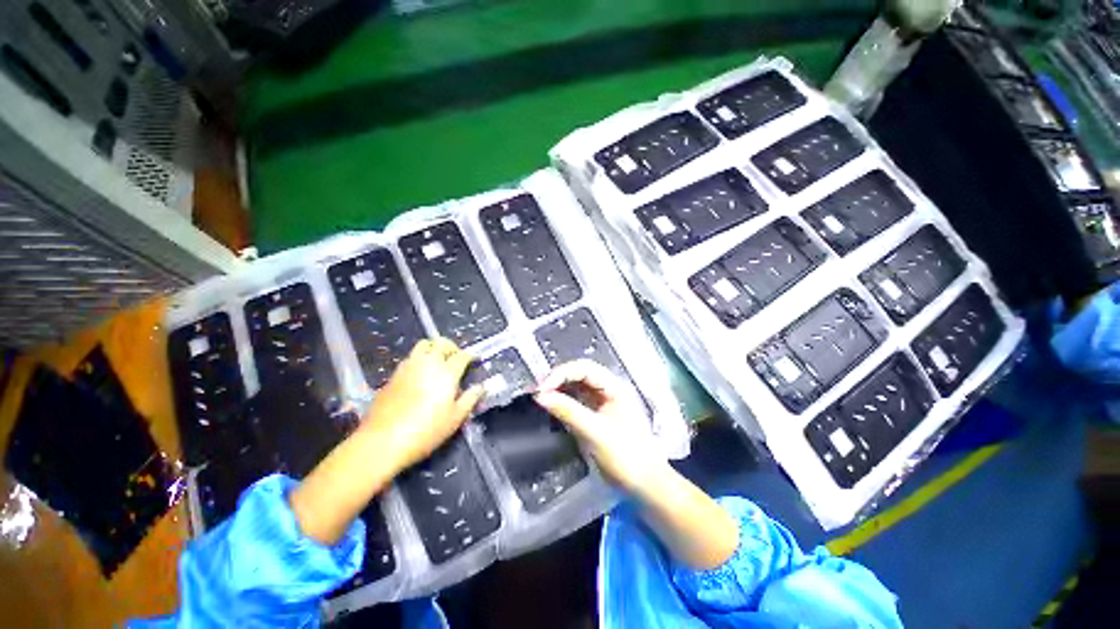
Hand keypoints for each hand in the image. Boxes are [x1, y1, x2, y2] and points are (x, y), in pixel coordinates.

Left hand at [360, 337, 483, 470]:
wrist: (382, 441)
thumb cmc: (426, 431)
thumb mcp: (455, 419)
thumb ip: (470, 399)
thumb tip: (481, 387)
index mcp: (447, 373)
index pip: (462, 356)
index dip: (470, 355)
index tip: (475, 359)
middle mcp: (428, 364)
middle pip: (442, 343)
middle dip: (452, 347)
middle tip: (456, 357)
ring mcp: (408, 367)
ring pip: (423, 345)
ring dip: (434, 348)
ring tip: (438, 361)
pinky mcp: (393, 375)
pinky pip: (410, 358)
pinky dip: (419, 359)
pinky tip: (420, 374)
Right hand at [534, 360, 666, 493]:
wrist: (645, 486)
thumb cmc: (627, 456)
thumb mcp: (596, 433)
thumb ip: (568, 411)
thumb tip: (540, 396)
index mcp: (615, 387)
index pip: (585, 369)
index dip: (561, 374)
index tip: (542, 388)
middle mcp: (609, 389)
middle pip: (580, 374)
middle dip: (558, 379)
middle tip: (538, 390)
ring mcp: (603, 402)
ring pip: (577, 387)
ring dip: (559, 389)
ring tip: (540, 396)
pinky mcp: (596, 415)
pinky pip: (577, 401)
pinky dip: (563, 401)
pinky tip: (552, 405)